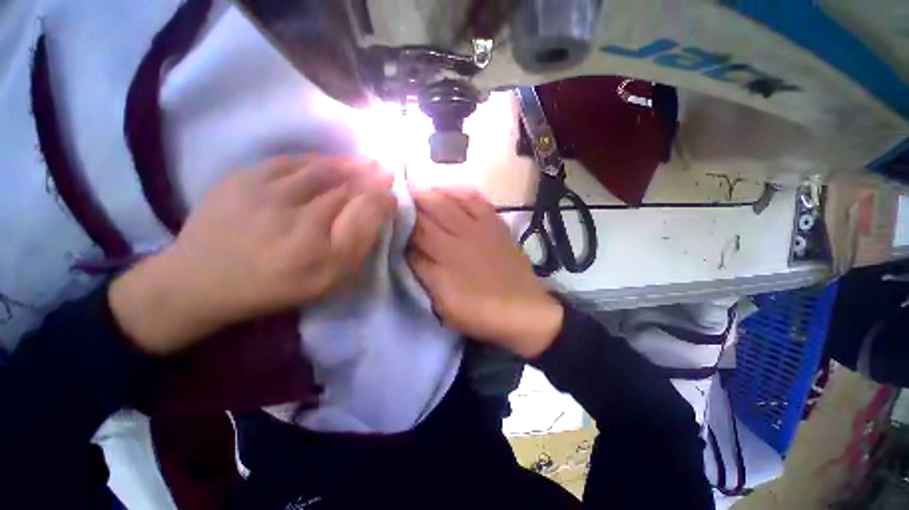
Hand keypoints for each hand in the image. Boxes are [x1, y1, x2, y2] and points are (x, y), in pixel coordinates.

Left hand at [110, 155, 396, 354]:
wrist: (201, 279)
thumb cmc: (274, 285)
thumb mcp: (326, 280)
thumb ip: (356, 246)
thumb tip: (376, 211)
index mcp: (315, 252)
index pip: (362, 213)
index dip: (381, 200)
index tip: (392, 196)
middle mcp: (292, 219)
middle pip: (344, 188)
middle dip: (371, 178)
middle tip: (386, 172)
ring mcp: (263, 194)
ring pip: (321, 170)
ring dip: (349, 165)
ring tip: (365, 163)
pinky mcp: (241, 178)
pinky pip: (291, 162)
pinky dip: (317, 161)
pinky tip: (329, 164)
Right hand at [408, 188, 562, 358]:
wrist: (523, 311)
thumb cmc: (480, 312)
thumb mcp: (444, 303)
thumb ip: (424, 273)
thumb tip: (408, 250)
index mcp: (445, 256)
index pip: (416, 232)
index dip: (402, 220)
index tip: (391, 212)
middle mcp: (461, 235)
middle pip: (432, 211)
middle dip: (414, 201)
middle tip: (401, 193)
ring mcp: (481, 228)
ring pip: (452, 201)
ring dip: (434, 193)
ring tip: (421, 188)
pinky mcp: (497, 226)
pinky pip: (479, 202)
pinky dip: (464, 192)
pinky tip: (454, 189)